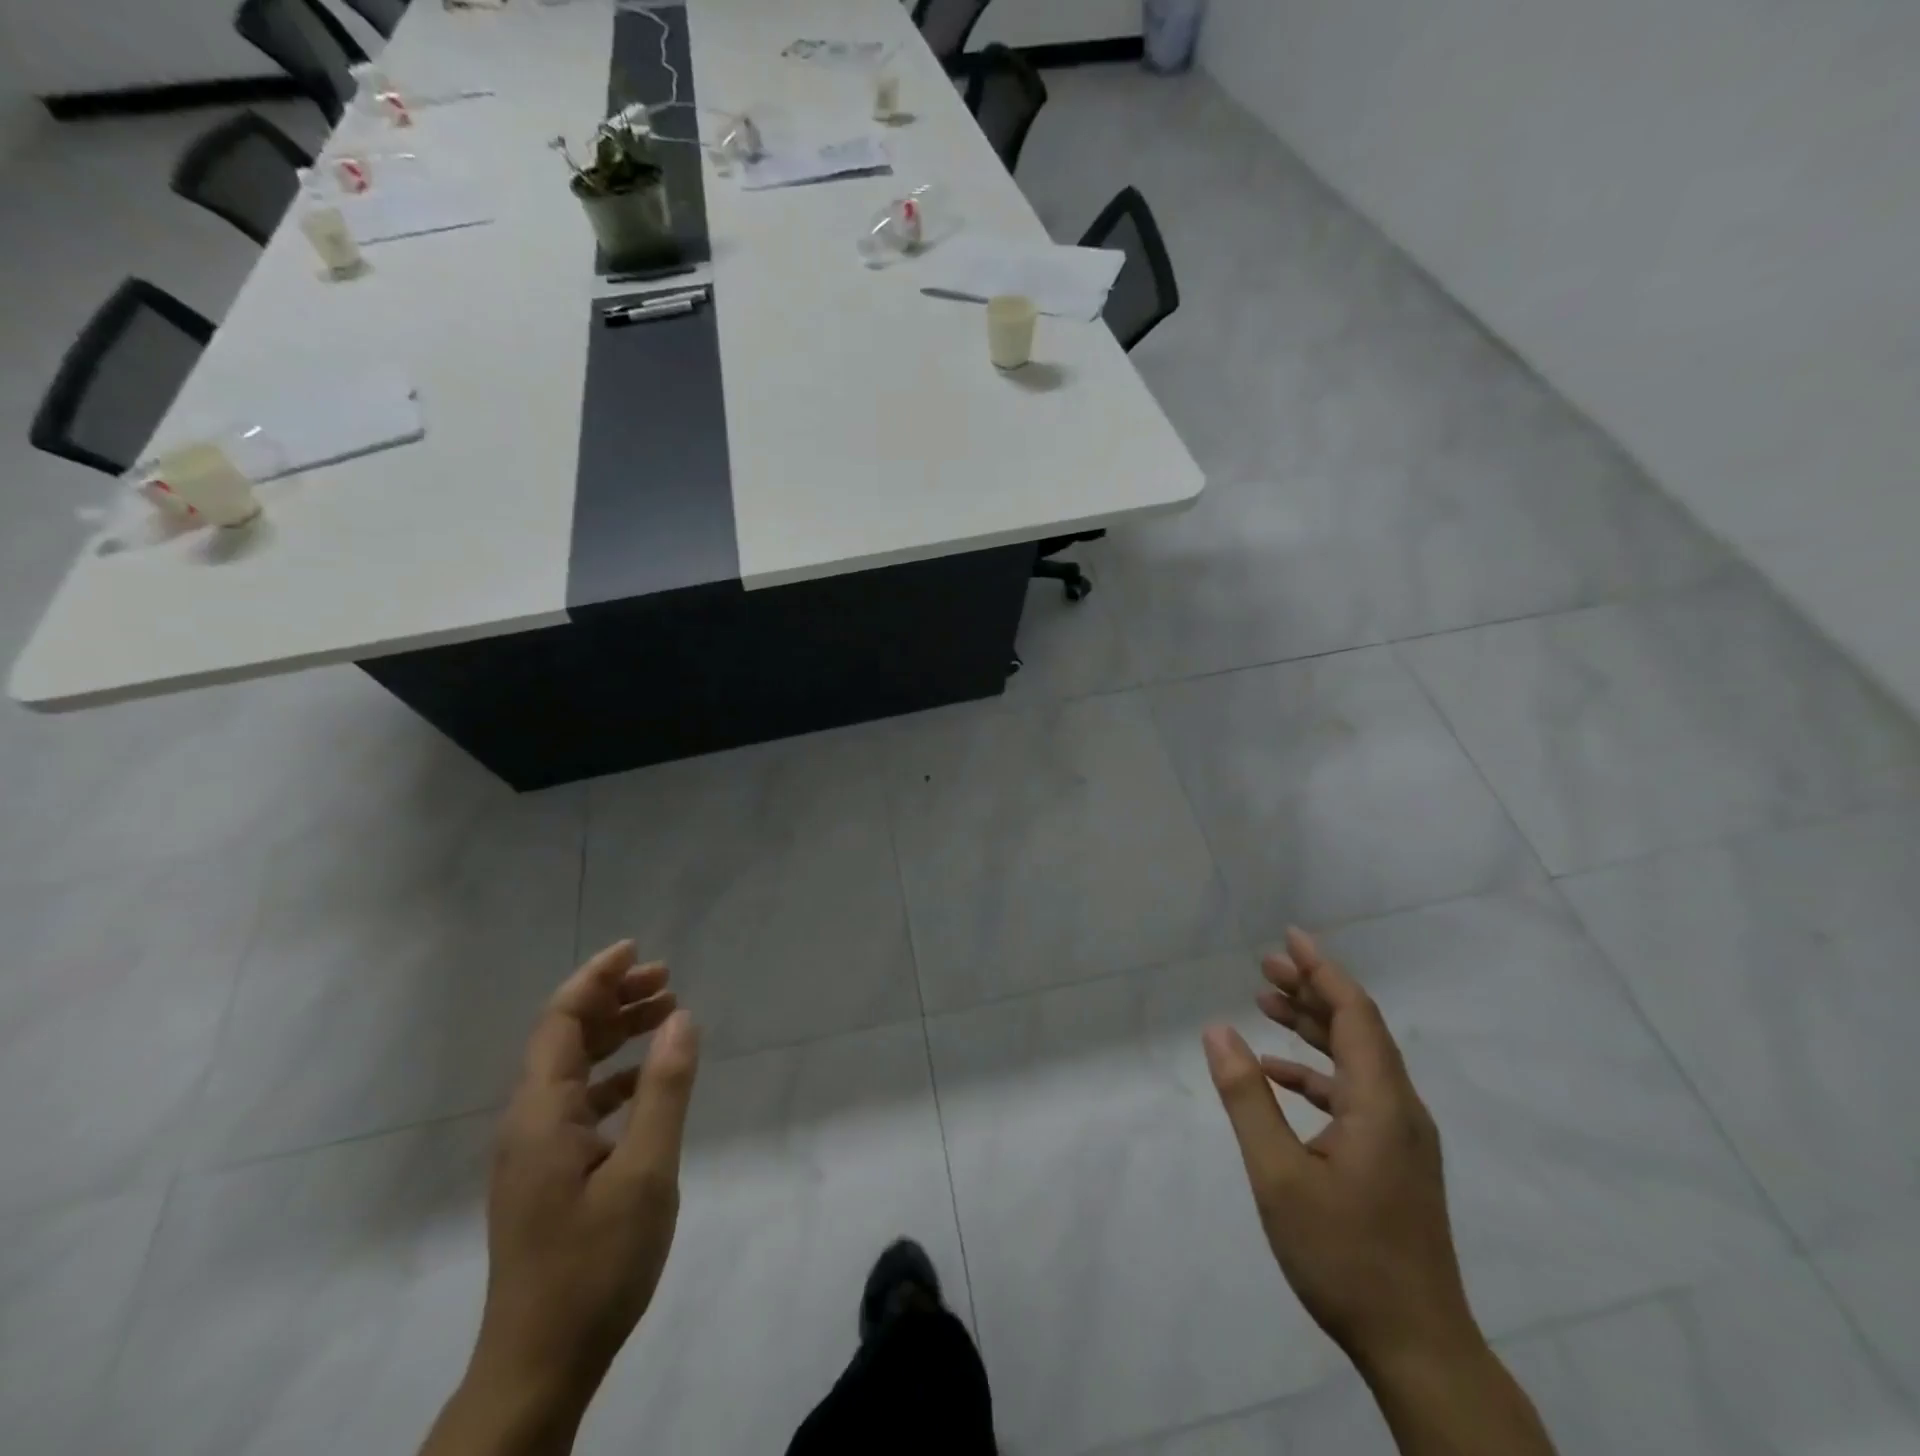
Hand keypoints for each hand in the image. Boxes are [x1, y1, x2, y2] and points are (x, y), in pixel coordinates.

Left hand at [473, 941, 701, 1405]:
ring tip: (665, 1013)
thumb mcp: (645, 1171)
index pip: (561, 1020)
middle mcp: (529, 1122)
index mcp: (541, 1113)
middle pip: (566, 1038)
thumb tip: (681, 1017)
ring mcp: (535, 1151)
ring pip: (573, 1069)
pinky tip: (648, 1080)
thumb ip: (665, 1088)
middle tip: (666, 979)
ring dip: (616, 1035)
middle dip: (613, 1000)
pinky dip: (615, 1076)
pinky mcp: (548, 1175)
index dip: (596, 978)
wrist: (540, 1365)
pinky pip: (580, 1103)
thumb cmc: (595, 1264)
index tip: (636, 950)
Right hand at [1202, 929, 1474, 1370]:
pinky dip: (1316, 1072)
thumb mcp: (1278, 1175)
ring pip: (1356, 1059)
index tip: (1290, 936)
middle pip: (1357, 1029)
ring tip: (1264, 1002)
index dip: (1322, 970)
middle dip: (1311, 990)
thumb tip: (1217, 1030)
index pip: (1354, 1014)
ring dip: (1312, 1027)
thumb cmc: (1344, 1256)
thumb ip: (1248, 1097)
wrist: (1418, 1348)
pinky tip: (1278, 1075)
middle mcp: (1399, 1109)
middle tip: (1264, 965)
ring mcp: (1401, 1137)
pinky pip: (1354, 1093)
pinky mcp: (1394, 1160)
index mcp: (1381, 1103)